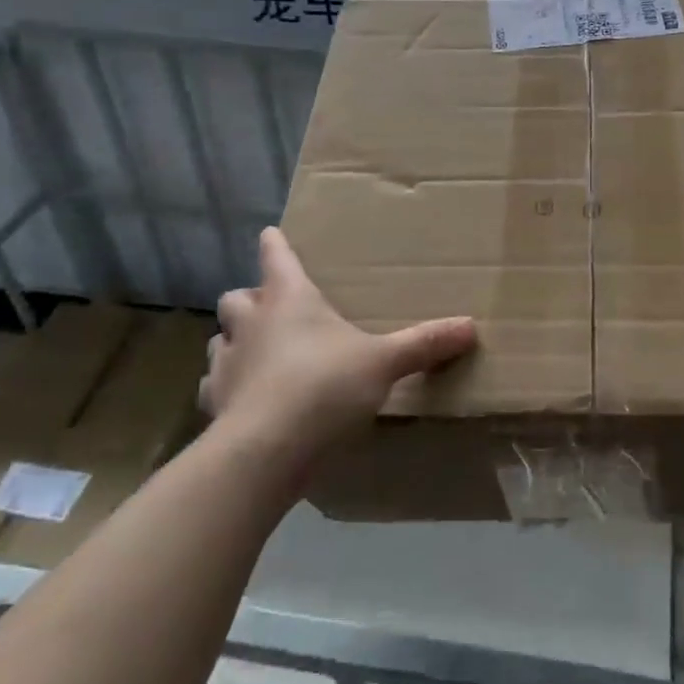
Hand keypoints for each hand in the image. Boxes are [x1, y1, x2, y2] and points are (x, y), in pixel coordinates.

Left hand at [200, 227, 477, 462]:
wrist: (265, 450)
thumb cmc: (325, 387)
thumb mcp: (383, 363)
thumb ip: (424, 344)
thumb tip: (471, 326)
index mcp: (289, 300)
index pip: (276, 257)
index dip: (275, 244)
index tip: (271, 233)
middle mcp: (251, 323)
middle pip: (237, 296)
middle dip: (251, 298)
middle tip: (272, 309)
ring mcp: (226, 363)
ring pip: (222, 339)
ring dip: (237, 341)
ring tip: (258, 354)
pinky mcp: (213, 404)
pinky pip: (215, 386)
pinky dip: (228, 387)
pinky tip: (245, 400)